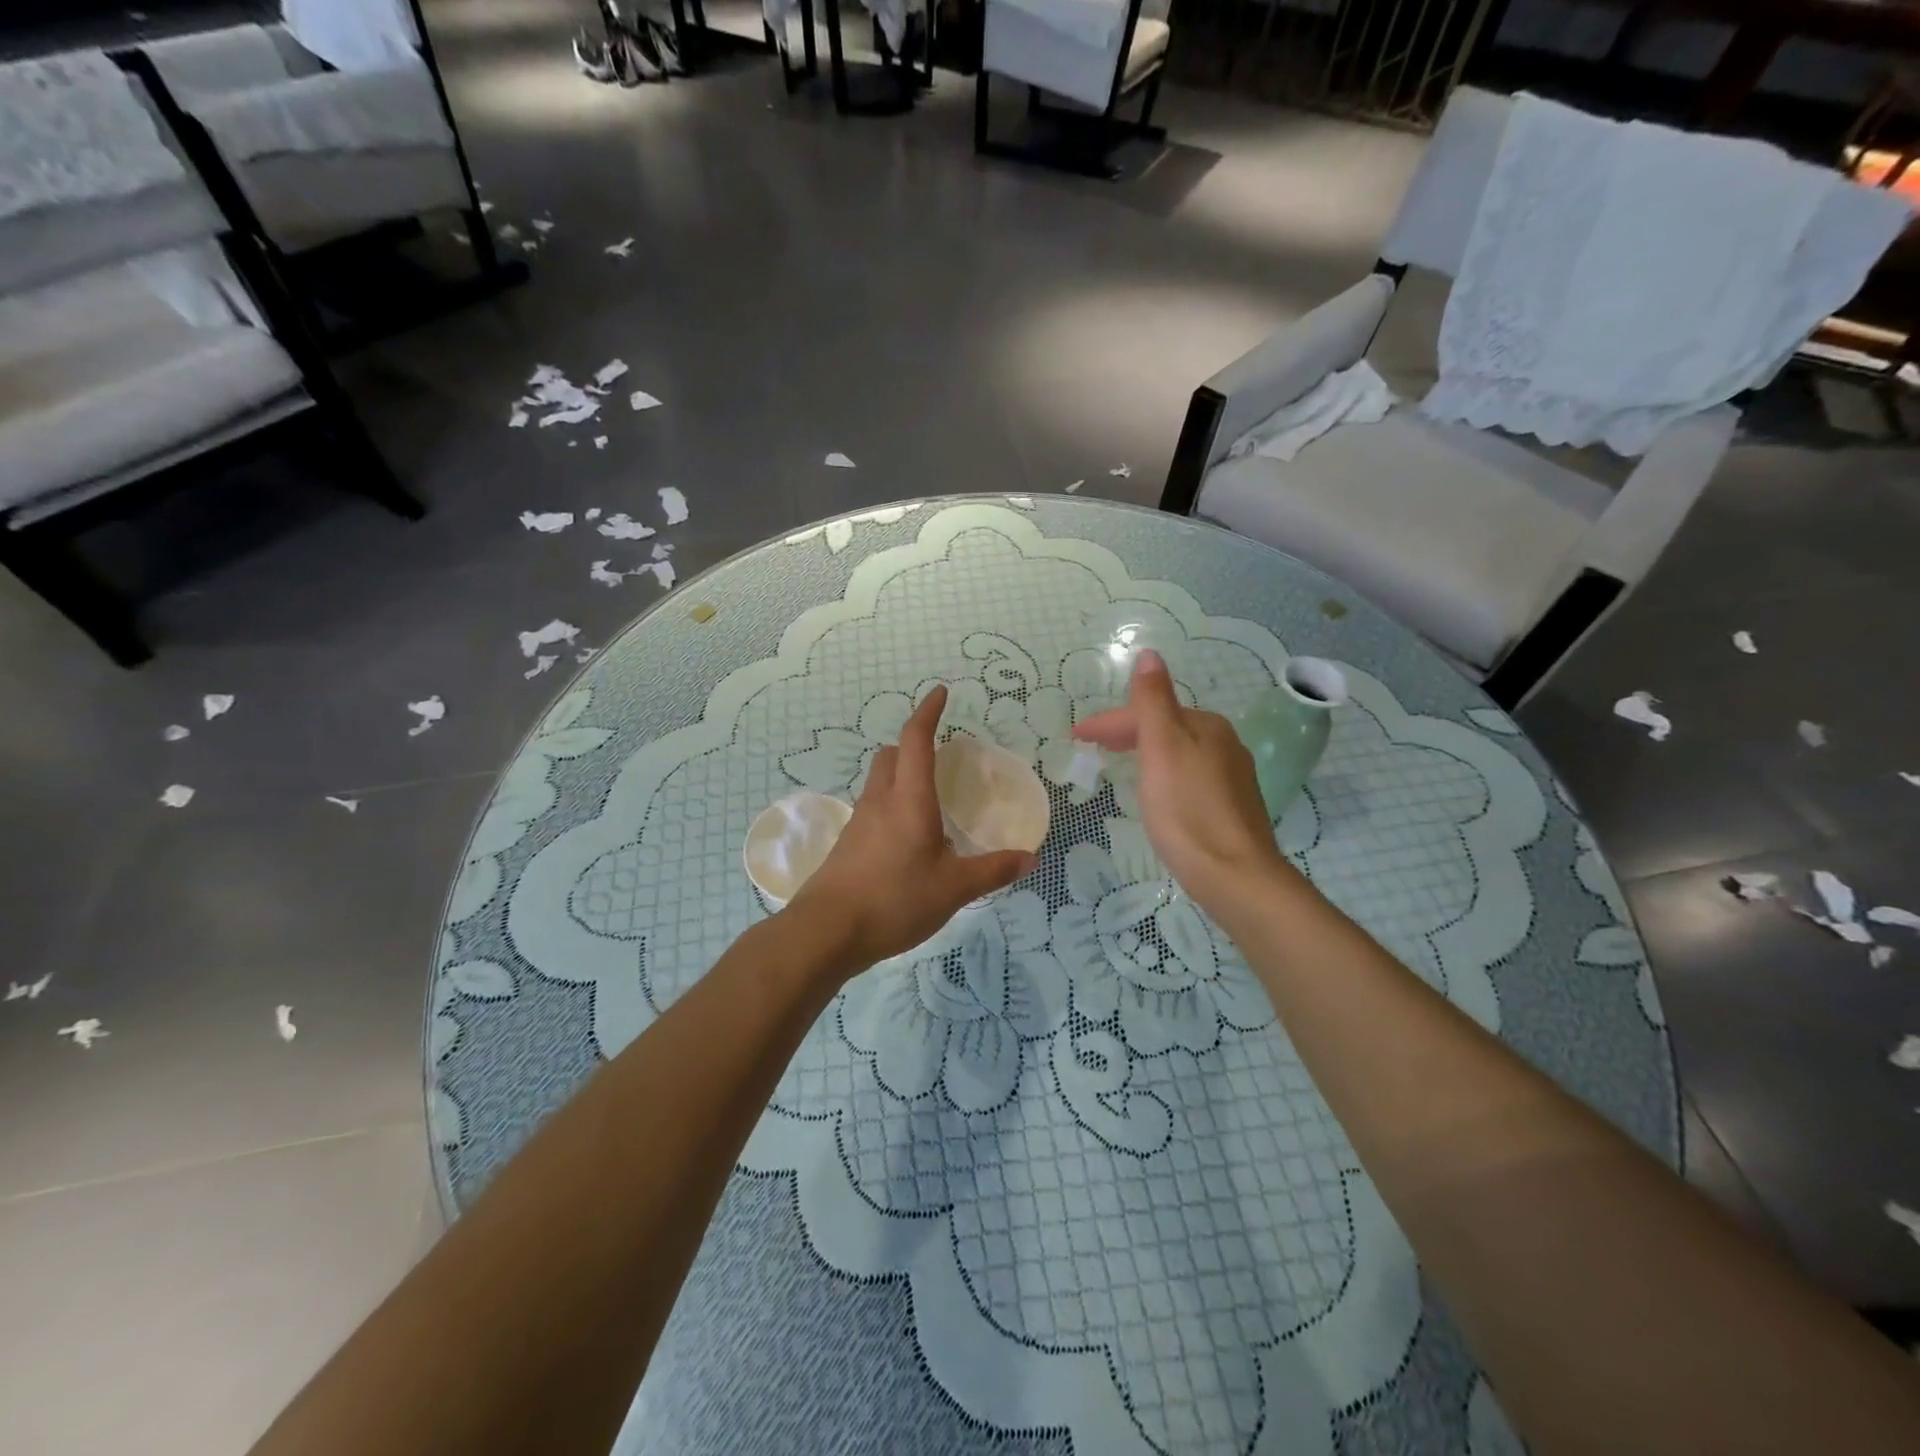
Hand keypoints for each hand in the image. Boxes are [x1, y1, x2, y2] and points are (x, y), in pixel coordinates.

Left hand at [788, 686, 1035, 969]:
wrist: (826, 932)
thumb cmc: (894, 900)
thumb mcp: (953, 888)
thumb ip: (992, 870)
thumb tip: (1029, 858)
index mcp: (909, 799)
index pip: (915, 740)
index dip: (928, 712)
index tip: (941, 693)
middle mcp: (880, 801)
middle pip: (890, 755)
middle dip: (912, 745)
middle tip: (939, 757)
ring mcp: (858, 822)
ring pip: (878, 781)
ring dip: (900, 776)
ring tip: (928, 800)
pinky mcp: (847, 844)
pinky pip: (872, 809)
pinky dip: (890, 806)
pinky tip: (907, 839)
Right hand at [1073, 650, 1289, 917]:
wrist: (1234, 874)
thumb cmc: (1187, 810)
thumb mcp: (1162, 748)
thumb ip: (1153, 701)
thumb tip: (1149, 654)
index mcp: (1206, 725)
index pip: (1148, 711)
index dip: (1109, 720)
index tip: (1076, 736)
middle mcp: (1224, 743)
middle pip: (1165, 728)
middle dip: (1126, 732)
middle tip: (1090, 746)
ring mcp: (1231, 776)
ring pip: (1177, 751)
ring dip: (1144, 750)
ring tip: (1117, 762)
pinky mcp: (1230, 806)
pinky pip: (1188, 774)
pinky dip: (1162, 772)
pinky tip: (1155, 791)